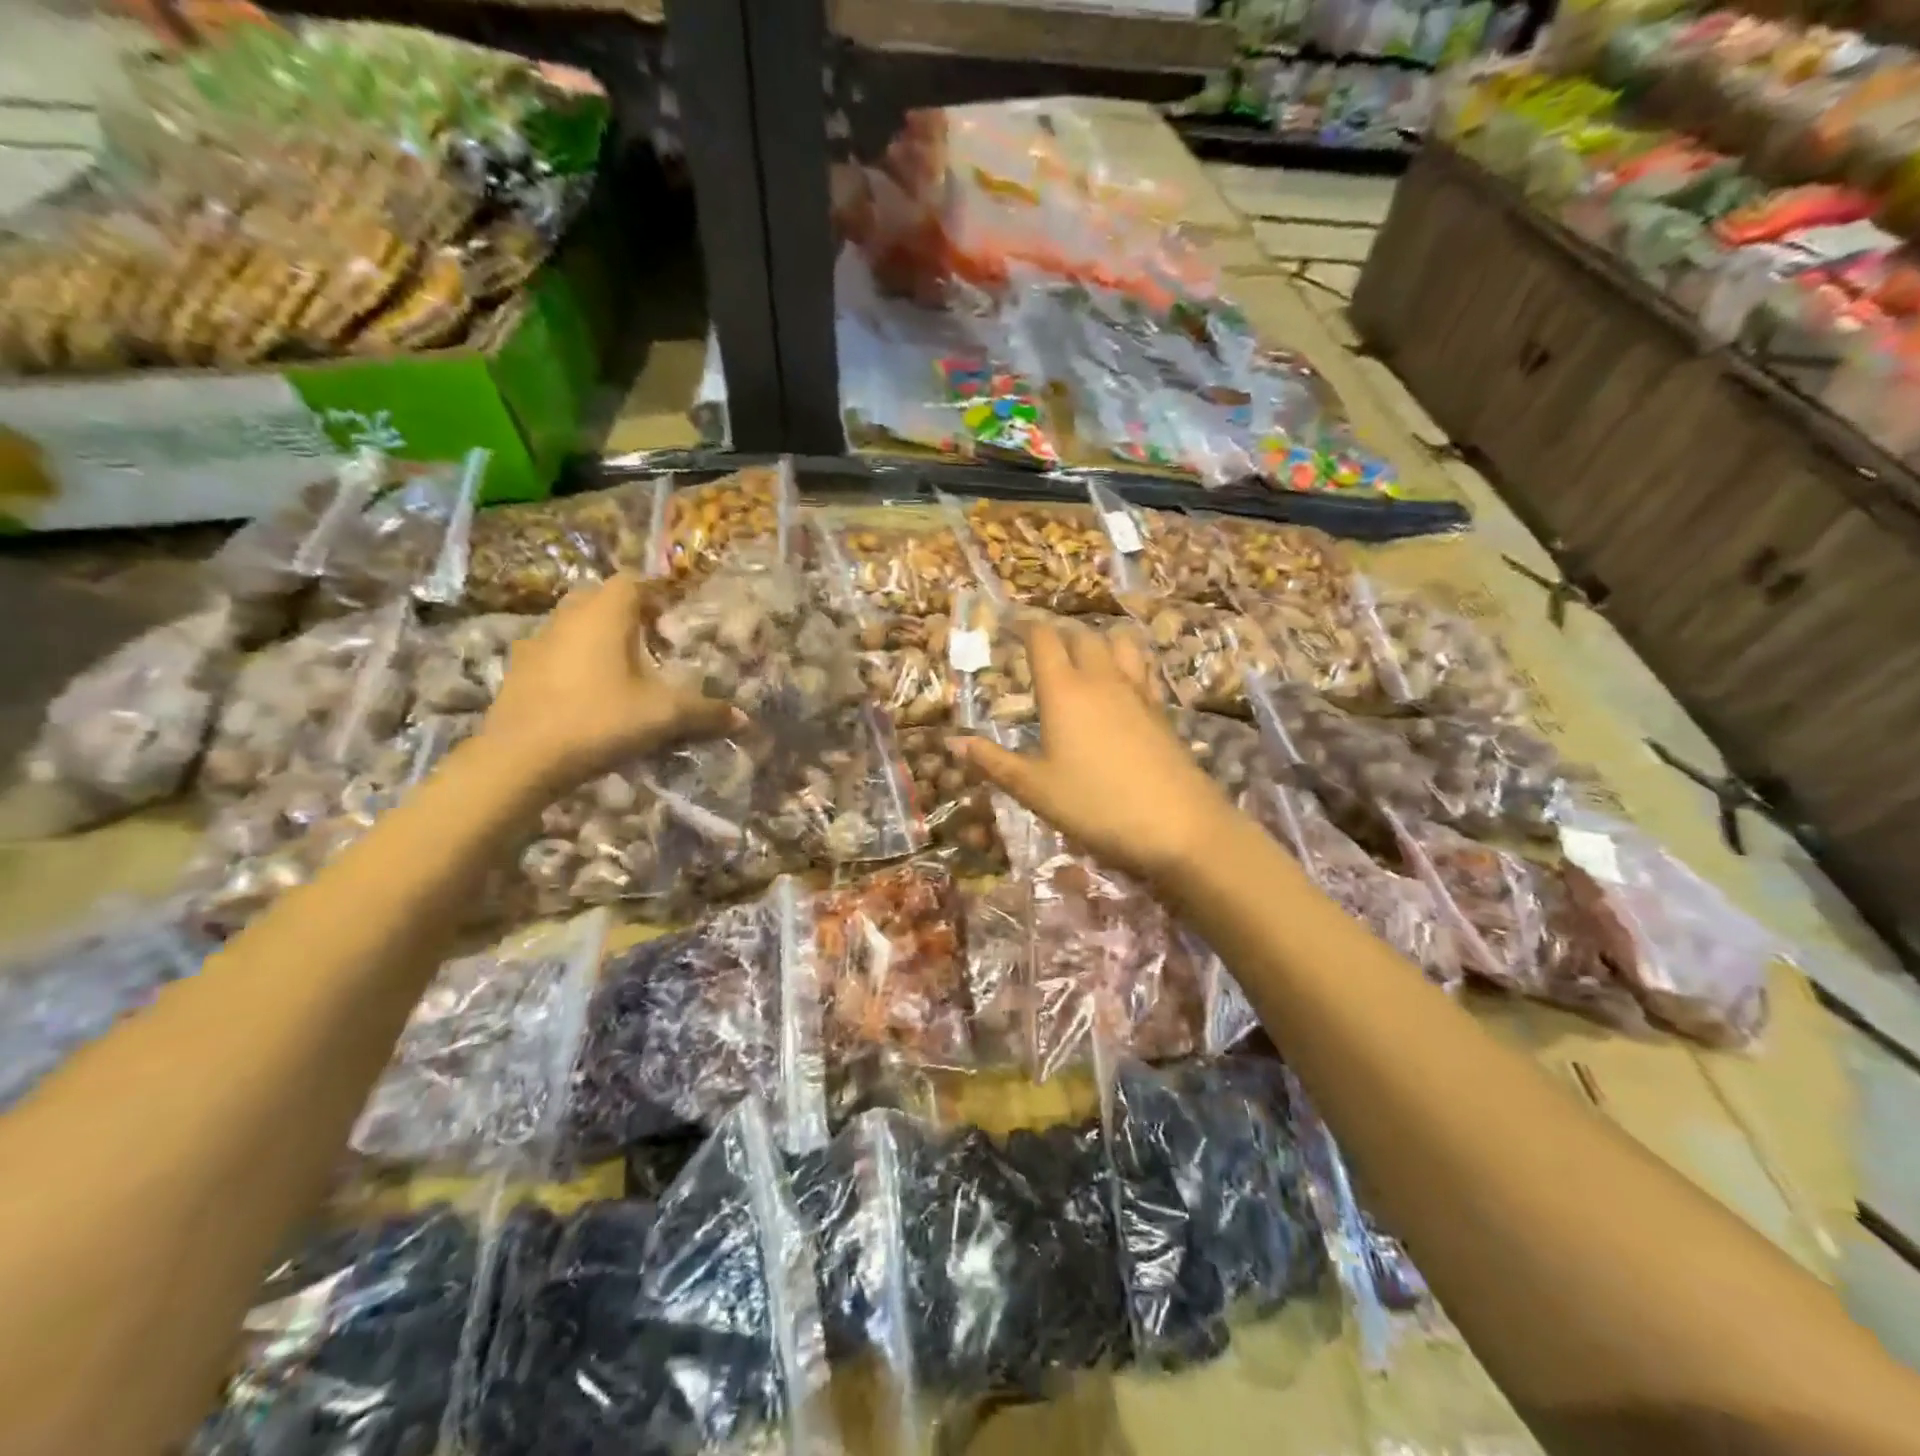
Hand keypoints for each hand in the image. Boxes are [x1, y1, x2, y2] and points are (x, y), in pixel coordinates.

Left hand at [478, 573, 740, 787]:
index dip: (656, 593)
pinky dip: (573, 661)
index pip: (632, 582)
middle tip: (651, 640)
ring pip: (572, 624)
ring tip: (621, 668)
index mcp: (604, 615)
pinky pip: (554, 652)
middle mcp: (568, 617)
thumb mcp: (663, 717)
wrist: (520, 758)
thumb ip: (705, 712)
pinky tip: (587, 692)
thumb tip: (743, 718)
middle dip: (626, 612)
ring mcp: (536, 642)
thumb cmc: (599, 720)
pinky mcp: (518, 671)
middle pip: (599, 598)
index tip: (674, 615)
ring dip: (596, 637)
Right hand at [951, 620, 1235, 886]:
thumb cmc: (1095, 805)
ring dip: (1098, 641)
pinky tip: (1120, 687)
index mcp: (1063, 691)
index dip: (1025, 627)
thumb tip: (954, 743)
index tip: (1010, 626)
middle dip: (1059, 634)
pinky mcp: (1161, 711)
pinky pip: (1141, 670)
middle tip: (1042, 648)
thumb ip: (994, 762)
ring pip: (1118, 644)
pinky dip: (1126, 664)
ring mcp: (1137, 692)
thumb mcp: (1035, 789)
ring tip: (1084, 658)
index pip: (1043, 639)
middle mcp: (1101, 680)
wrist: (1178, 825)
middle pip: (1081, 635)